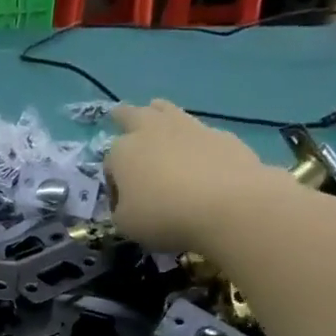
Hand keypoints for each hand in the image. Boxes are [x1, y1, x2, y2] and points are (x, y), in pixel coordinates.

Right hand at [107, 100, 279, 250]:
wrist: (226, 204)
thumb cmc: (164, 216)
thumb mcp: (126, 224)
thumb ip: (121, 210)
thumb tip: (127, 203)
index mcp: (122, 153)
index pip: (110, 163)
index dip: (113, 182)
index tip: (122, 201)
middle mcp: (151, 131)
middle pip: (132, 116)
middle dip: (124, 117)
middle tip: (119, 116)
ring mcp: (187, 127)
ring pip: (165, 110)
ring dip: (157, 112)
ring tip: (156, 112)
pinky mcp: (219, 133)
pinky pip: (198, 130)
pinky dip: (192, 137)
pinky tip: (197, 152)